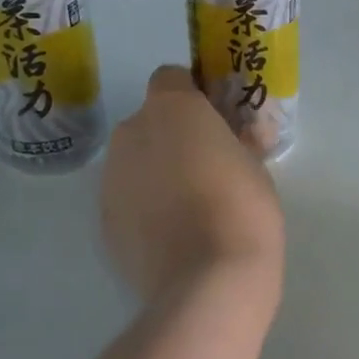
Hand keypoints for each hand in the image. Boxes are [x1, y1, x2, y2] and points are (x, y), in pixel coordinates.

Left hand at [100, 66, 284, 311]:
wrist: (207, 281)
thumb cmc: (243, 207)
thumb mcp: (255, 166)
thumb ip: (240, 141)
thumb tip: (240, 136)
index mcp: (172, 108)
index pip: (171, 77)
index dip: (192, 93)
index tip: (215, 120)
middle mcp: (132, 131)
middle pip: (150, 121)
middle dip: (173, 136)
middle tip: (208, 166)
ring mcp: (111, 177)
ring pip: (135, 160)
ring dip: (156, 170)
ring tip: (191, 206)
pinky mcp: (103, 219)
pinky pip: (127, 197)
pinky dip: (144, 206)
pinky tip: (172, 234)